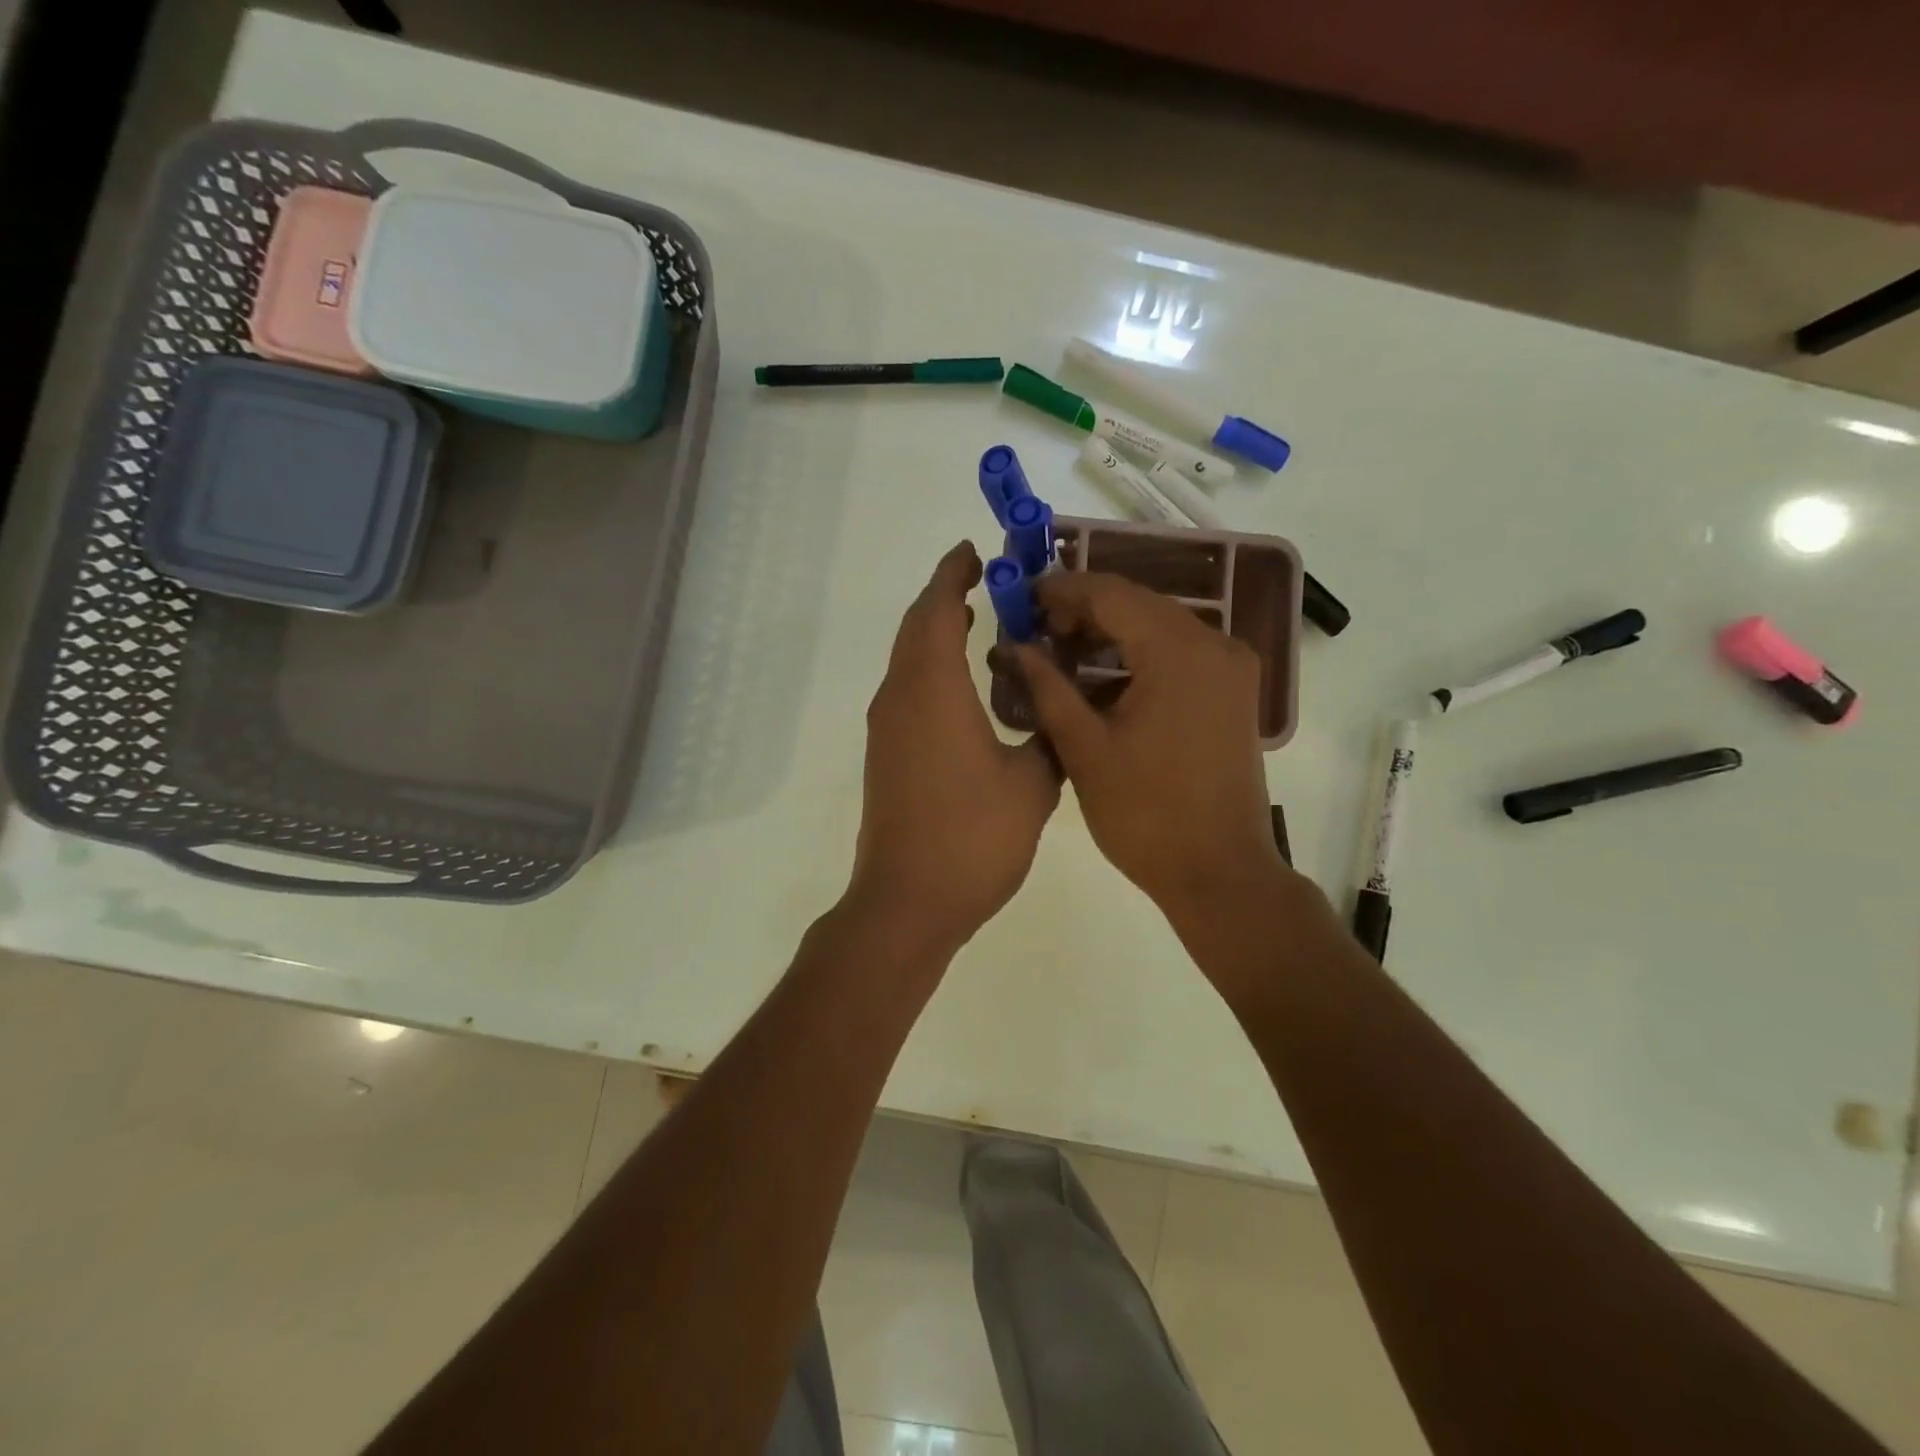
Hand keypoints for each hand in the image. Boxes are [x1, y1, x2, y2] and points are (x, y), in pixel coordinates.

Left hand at [848, 543, 1061, 956]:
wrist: (908, 901)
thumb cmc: (972, 838)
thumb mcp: (1032, 784)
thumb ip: (1050, 736)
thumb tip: (1057, 711)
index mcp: (933, 690)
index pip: (936, 611)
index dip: (952, 576)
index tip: (973, 553)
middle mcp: (900, 698)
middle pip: (915, 629)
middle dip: (944, 596)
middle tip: (982, 581)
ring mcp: (887, 729)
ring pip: (907, 660)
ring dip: (935, 633)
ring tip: (977, 622)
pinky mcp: (886, 755)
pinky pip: (906, 690)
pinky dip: (930, 668)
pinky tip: (962, 685)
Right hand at [1012, 572, 1289, 924]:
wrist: (1219, 872)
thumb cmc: (1144, 814)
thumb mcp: (1084, 748)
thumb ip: (1046, 687)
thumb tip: (1014, 646)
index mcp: (1178, 652)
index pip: (1111, 594)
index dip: (1061, 589)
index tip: (1021, 597)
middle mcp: (1214, 644)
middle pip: (1138, 604)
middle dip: (1083, 609)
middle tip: (1035, 628)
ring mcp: (1230, 668)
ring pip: (1159, 626)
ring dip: (1110, 632)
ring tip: (1060, 651)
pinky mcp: (1232, 692)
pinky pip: (1178, 653)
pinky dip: (1138, 655)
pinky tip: (1101, 677)